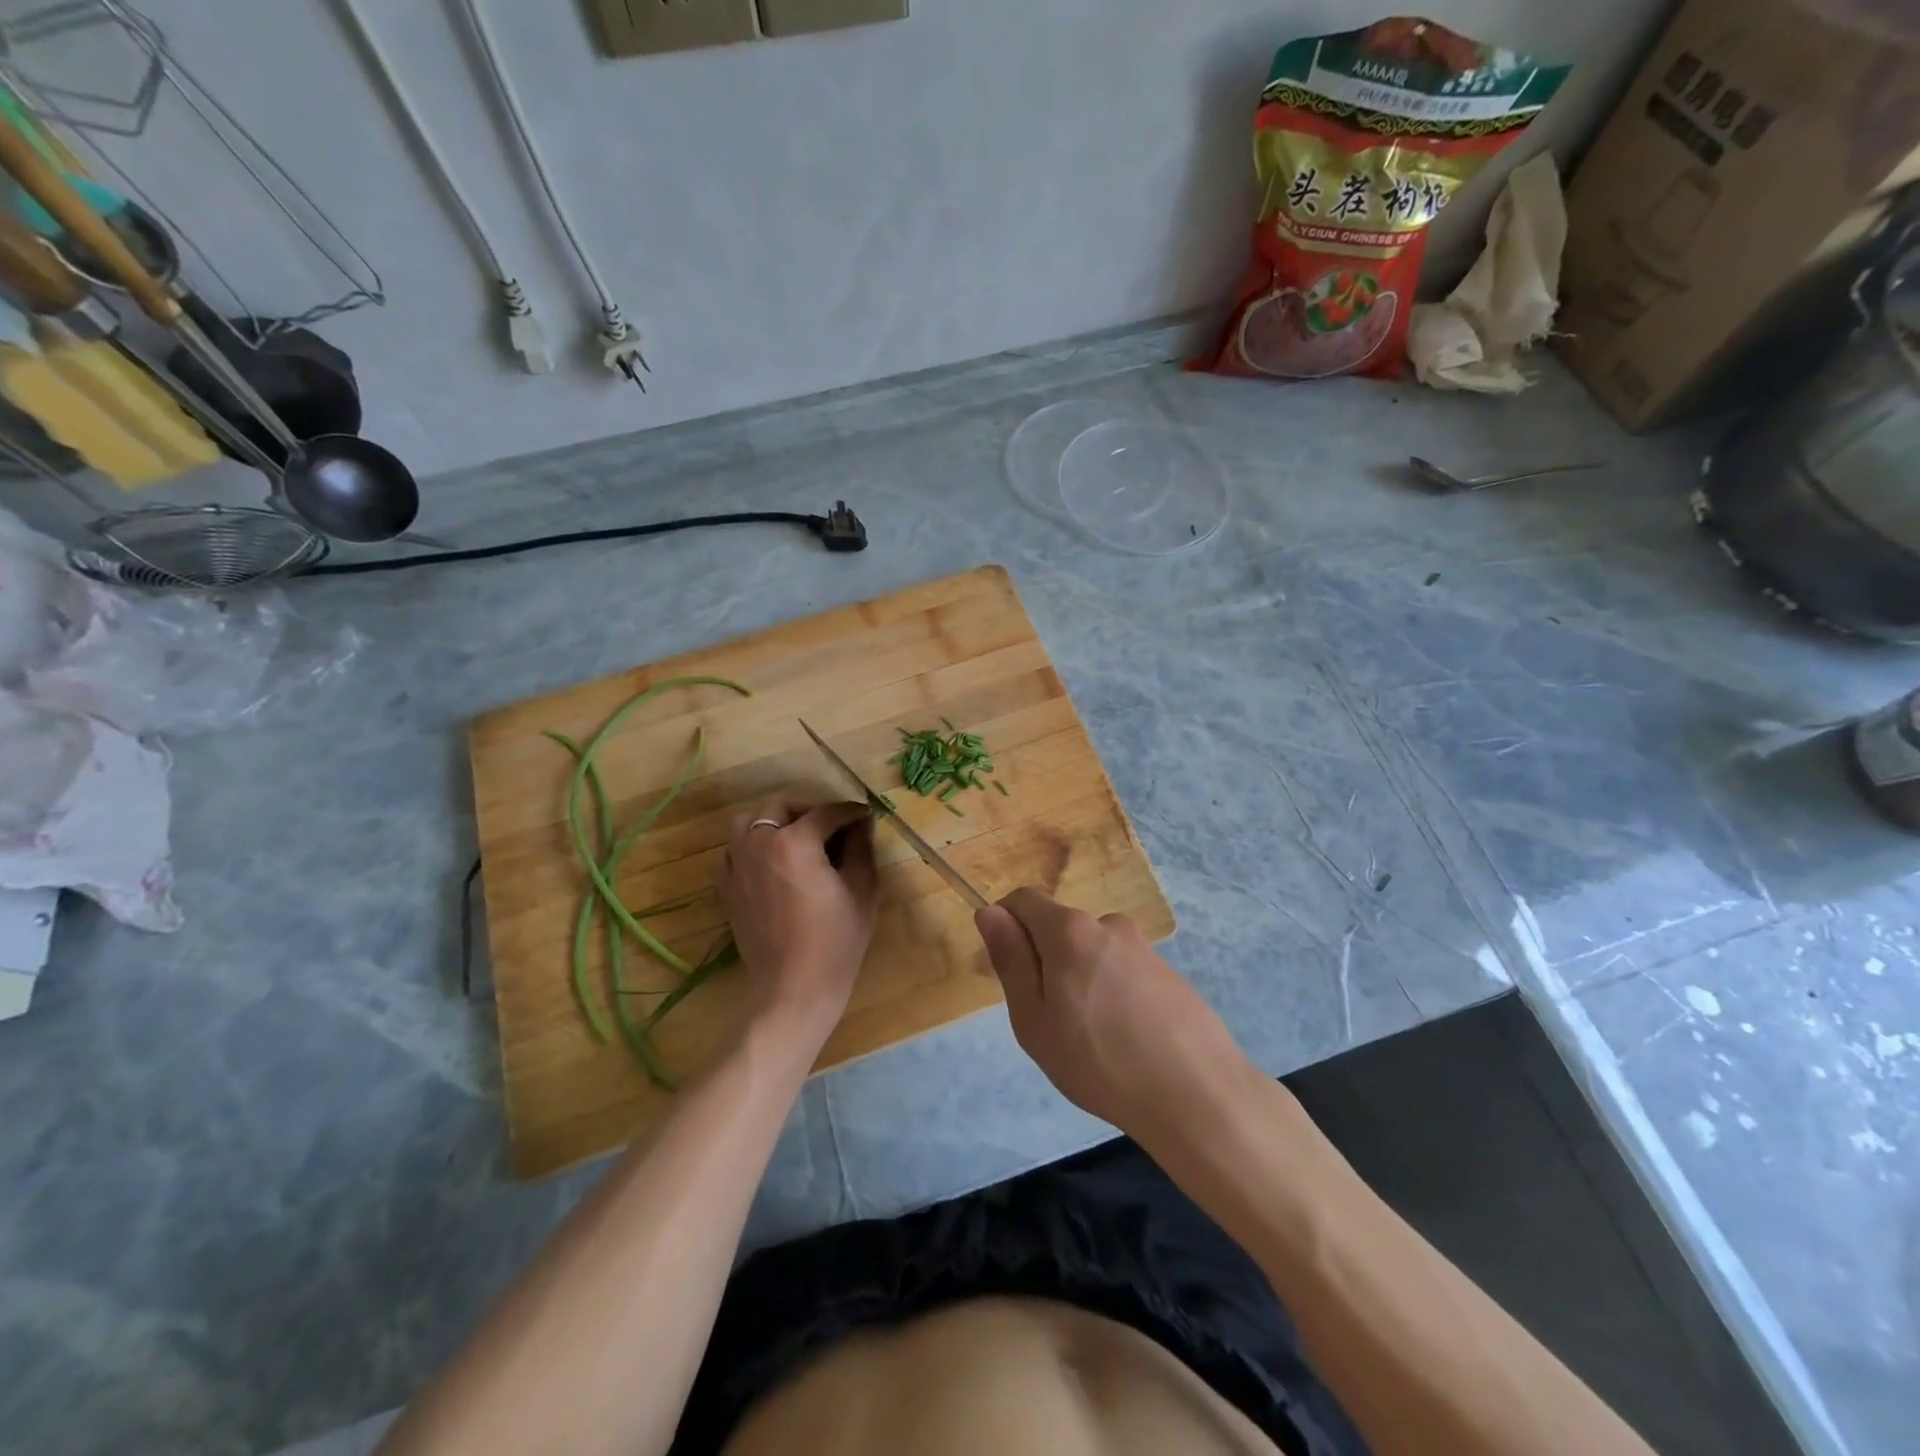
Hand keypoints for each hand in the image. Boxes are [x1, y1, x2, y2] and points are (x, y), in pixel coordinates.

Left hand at [716, 798, 878, 1043]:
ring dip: (773, 822)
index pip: (826, 813)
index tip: (866, 817)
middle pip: (779, 806)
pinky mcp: (727, 888)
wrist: (794, 988)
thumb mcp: (862, 889)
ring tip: (796, 840)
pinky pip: (733, 851)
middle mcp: (759, 844)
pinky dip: (751, 847)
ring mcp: (737, 866)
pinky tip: (771, 864)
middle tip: (831, 829)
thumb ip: (861, 847)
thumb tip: (862, 822)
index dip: (850, 812)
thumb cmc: (836, 940)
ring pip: (748, 822)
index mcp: (795, 842)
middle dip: (808, 810)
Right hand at [975, 888, 1255, 1142]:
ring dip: (1080, 979)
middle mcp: (1108, 925)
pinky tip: (1125, 1039)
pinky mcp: (1168, 972)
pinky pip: (1121, 970)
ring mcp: (1143, 947)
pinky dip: (1111, 992)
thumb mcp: (1034, 1019)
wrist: (1197, 1094)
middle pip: (1059, 927)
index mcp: (1069, 930)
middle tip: (1051, 1021)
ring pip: (1091, 952)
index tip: (1010, 973)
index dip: (1006, 925)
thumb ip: (1011, 960)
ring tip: (1092, 1038)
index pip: (1024, 899)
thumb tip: (990, 912)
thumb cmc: (1099, 1060)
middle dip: (1044, 960)